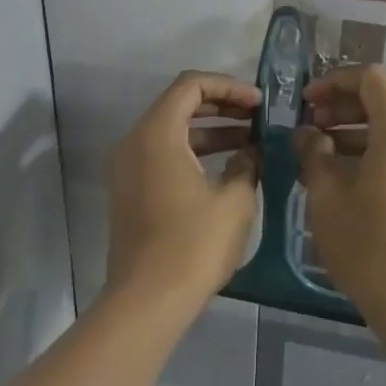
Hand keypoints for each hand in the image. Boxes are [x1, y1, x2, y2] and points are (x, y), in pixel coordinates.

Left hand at [107, 71, 261, 303]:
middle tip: (258, 119)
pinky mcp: (129, 192)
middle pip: (179, 104)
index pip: (191, 84)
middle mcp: (134, 142)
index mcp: (157, 133)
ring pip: (171, 131)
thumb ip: (247, 165)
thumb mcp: (234, 200)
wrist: (147, 300)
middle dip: (221, 106)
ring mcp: (127, 168)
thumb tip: (252, 153)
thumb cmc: (193, 244)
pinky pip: (162, 155)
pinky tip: (226, 169)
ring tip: (251, 143)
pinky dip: (193, 153)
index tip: (259, 104)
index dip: (229, 87)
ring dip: (210, 132)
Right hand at [293, 65, 385, 316]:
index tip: (306, 102)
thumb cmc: (367, 242)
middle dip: (340, 109)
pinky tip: (339, 185)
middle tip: (307, 129)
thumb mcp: (326, 194)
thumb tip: (308, 135)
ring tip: (315, 159)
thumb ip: (314, 153)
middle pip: (381, 105)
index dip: (335, 81)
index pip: (371, 80)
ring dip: (351, 136)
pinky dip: (368, 158)